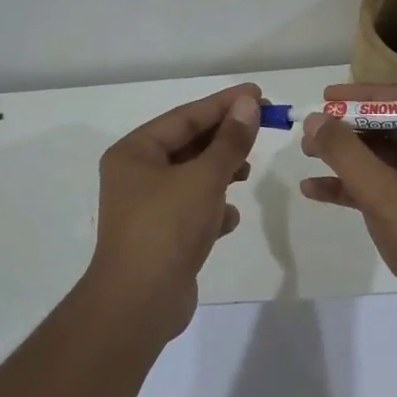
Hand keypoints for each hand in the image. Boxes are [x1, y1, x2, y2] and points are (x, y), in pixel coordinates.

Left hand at [87, 83, 261, 342]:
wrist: (139, 304)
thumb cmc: (167, 228)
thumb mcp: (205, 178)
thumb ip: (230, 141)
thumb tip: (248, 104)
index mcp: (135, 152)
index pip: (185, 117)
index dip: (223, 103)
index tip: (257, 93)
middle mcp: (136, 175)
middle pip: (188, 144)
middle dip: (225, 139)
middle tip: (262, 126)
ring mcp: (147, 207)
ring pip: (192, 177)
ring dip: (221, 172)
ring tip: (248, 172)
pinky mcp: (160, 236)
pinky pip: (191, 209)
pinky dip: (212, 208)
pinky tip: (229, 217)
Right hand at [298, 82, 396, 330]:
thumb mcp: (381, 191)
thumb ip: (345, 152)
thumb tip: (314, 119)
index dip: (361, 96)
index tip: (325, 97)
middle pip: (390, 126)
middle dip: (348, 130)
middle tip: (310, 130)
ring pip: (383, 156)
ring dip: (346, 157)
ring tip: (305, 155)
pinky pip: (383, 184)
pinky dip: (353, 185)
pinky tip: (314, 189)